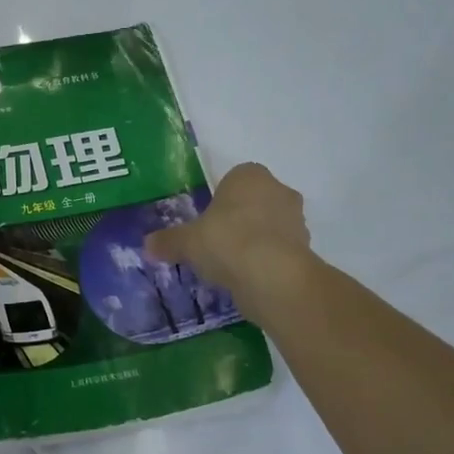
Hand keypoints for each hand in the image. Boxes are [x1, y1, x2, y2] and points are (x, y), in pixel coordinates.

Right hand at [143, 163, 312, 318]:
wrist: (273, 276)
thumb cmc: (227, 242)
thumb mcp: (187, 242)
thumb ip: (168, 241)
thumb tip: (147, 245)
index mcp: (249, 175)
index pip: (232, 179)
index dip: (218, 201)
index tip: (205, 223)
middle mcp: (278, 189)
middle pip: (253, 202)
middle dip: (238, 219)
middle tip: (215, 244)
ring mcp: (296, 219)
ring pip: (269, 226)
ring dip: (254, 240)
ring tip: (231, 266)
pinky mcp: (306, 248)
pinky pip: (279, 250)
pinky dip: (266, 261)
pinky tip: (248, 278)